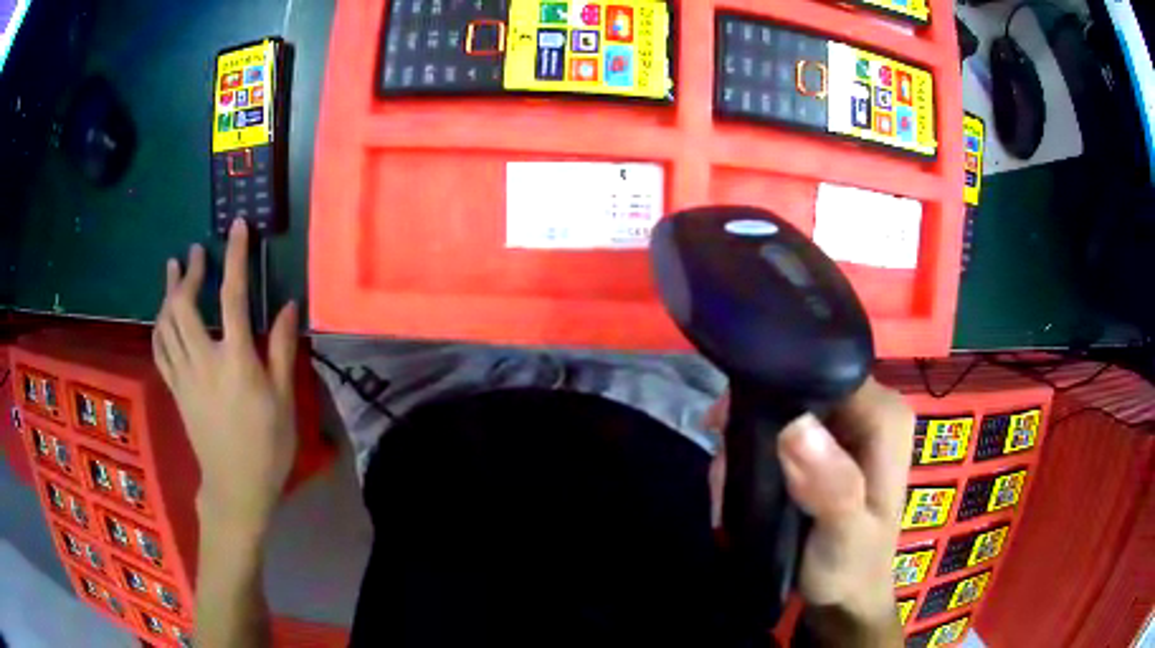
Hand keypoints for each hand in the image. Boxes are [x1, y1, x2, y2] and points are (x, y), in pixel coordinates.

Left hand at [153, 219, 298, 532]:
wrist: (236, 488)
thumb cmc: (267, 447)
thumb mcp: (284, 401)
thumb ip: (281, 349)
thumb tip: (287, 306)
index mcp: (236, 362)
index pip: (233, 297)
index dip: (235, 258)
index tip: (237, 227)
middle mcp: (204, 361)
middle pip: (185, 306)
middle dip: (188, 273)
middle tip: (195, 253)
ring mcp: (184, 376)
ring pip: (166, 324)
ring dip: (168, 292)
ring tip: (173, 269)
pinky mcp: (175, 390)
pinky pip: (160, 349)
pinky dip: (159, 325)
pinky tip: (163, 314)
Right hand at [706, 378, 912, 632]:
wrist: (845, 597)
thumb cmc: (851, 567)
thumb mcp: (845, 534)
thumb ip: (831, 485)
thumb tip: (794, 427)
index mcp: (883, 417)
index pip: (826, 369)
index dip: (776, 387)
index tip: (727, 420)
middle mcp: (867, 410)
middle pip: (800, 387)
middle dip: (754, 421)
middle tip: (724, 465)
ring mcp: (846, 427)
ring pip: (784, 409)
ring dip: (748, 442)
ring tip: (729, 483)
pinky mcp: (826, 445)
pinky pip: (781, 429)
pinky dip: (755, 453)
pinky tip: (740, 482)